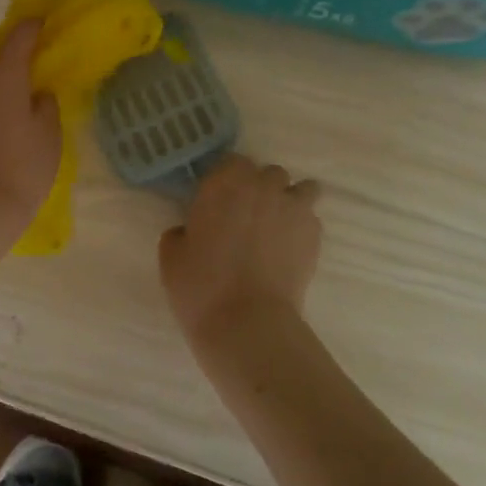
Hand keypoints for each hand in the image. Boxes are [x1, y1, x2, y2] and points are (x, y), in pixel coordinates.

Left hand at [0, 21, 60, 257]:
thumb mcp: (49, 134)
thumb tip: (37, 93)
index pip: (18, 36)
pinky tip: (0, 117)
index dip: (33, 27)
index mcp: (3, 73)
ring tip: (16, 95)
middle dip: (5, 50)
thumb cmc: (21, 166)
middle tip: (29, 67)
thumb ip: (46, 104)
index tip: (45, 25)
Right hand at [159, 155, 321, 343]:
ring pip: (300, 189)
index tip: (219, 200)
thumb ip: (182, 230)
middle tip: (246, 216)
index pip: (231, 162)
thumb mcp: (171, 254)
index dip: (226, 179)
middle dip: (260, 188)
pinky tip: (290, 249)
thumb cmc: (201, 285)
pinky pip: (311, 218)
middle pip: (268, 173)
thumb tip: (191, 230)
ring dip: (289, 201)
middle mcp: (262, 186)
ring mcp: (293, 208)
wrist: (248, 324)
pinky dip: (302, 227)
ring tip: (277, 226)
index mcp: (224, 182)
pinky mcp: (314, 235)